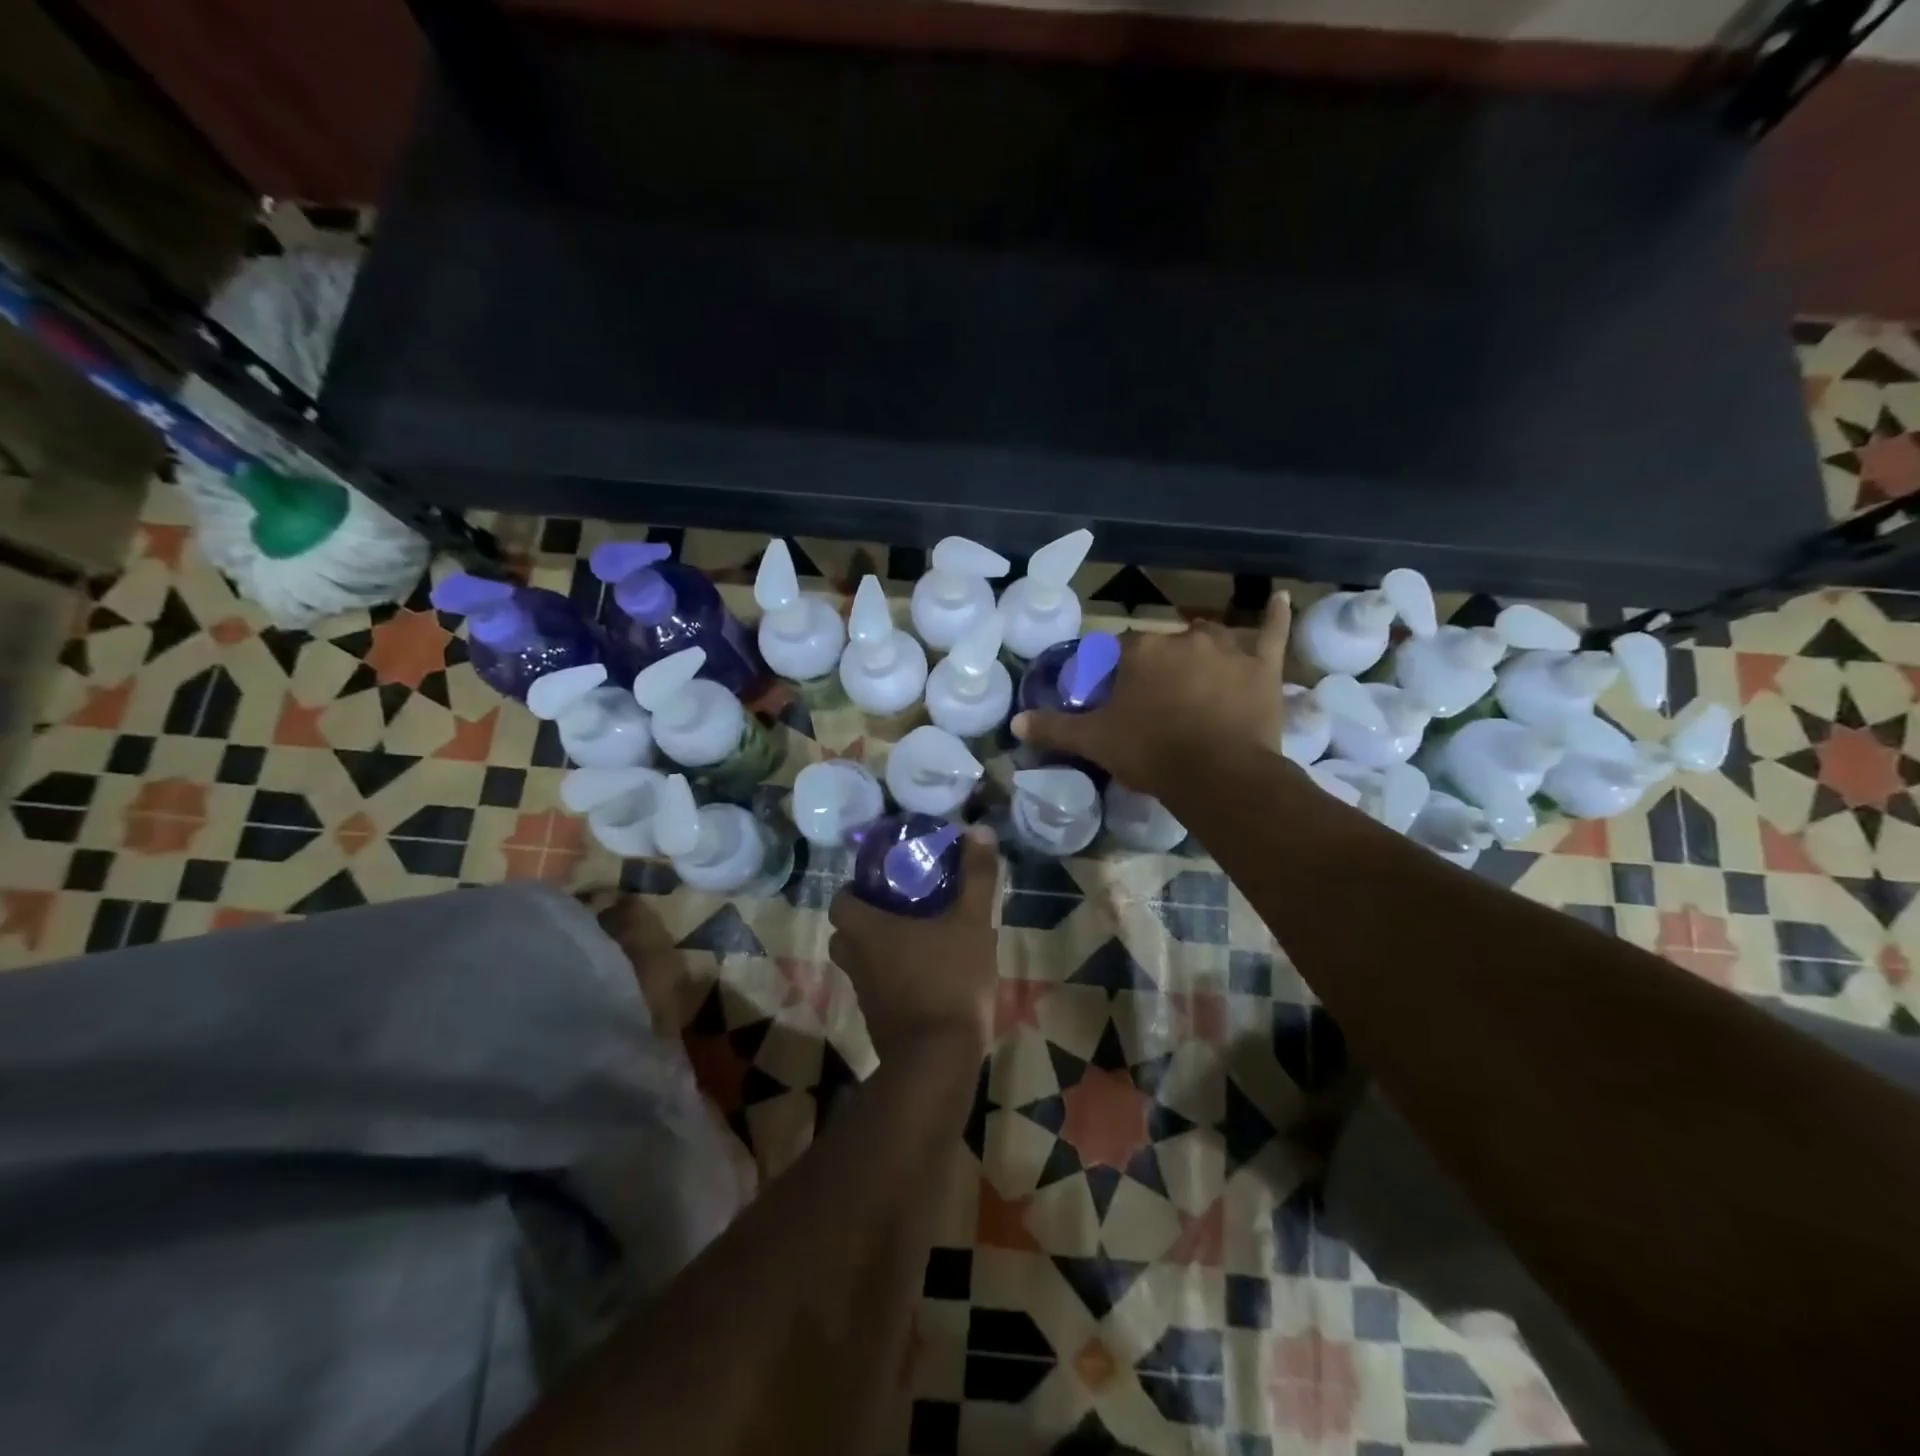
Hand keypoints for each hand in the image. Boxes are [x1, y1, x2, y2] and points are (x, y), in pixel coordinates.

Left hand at [827, 830, 1001, 1061]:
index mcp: (866, 930)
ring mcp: (864, 994)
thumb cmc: (949, 980)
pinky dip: (893, 977)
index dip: (857, 889)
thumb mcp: (971, 922)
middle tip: (905, 906)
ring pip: (861, 961)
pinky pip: (878, 987)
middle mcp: (855, 960)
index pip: (841, 900)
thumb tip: (978, 830)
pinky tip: (928, 974)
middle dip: (870, 918)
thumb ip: (975, 877)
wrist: (938, 1061)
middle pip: (847, 931)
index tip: (887, 882)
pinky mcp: (878, 1021)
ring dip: (881, 949)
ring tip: (919, 937)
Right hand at [1011, 593, 1292, 801]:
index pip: (1119, 652)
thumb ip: (1054, 728)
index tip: (1115, 699)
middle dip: (1156, 669)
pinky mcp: (1262, 667)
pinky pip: (1272, 634)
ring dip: (1199, 653)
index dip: (1115, 675)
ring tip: (1196, 679)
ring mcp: (1227, 649)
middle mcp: (1182, 639)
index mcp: (1140, 651)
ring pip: (1208, 640)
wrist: (1217, 775)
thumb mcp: (1095, 742)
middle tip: (1153, 703)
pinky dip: (1276, 616)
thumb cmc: (1150, 753)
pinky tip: (1282, 598)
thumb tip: (1015, 722)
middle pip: (1163, 646)